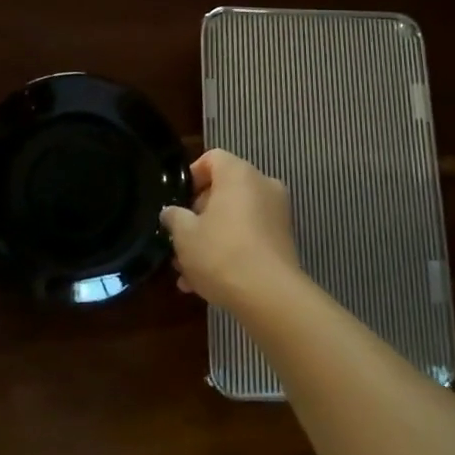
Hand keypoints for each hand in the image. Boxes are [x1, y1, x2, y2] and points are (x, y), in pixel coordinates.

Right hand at [161, 149, 303, 309]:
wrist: (270, 296)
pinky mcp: (282, 241)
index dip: (191, 177)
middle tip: (179, 241)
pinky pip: (249, 237)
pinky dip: (229, 251)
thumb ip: (174, 217)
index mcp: (239, 174)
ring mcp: (276, 214)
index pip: (212, 158)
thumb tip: (172, 212)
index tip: (177, 202)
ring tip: (186, 271)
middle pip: (223, 190)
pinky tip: (205, 284)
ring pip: (234, 218)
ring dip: (210, 239)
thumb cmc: (221, 253)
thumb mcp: (184, 235)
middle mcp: (262, 186)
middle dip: (198, 216)